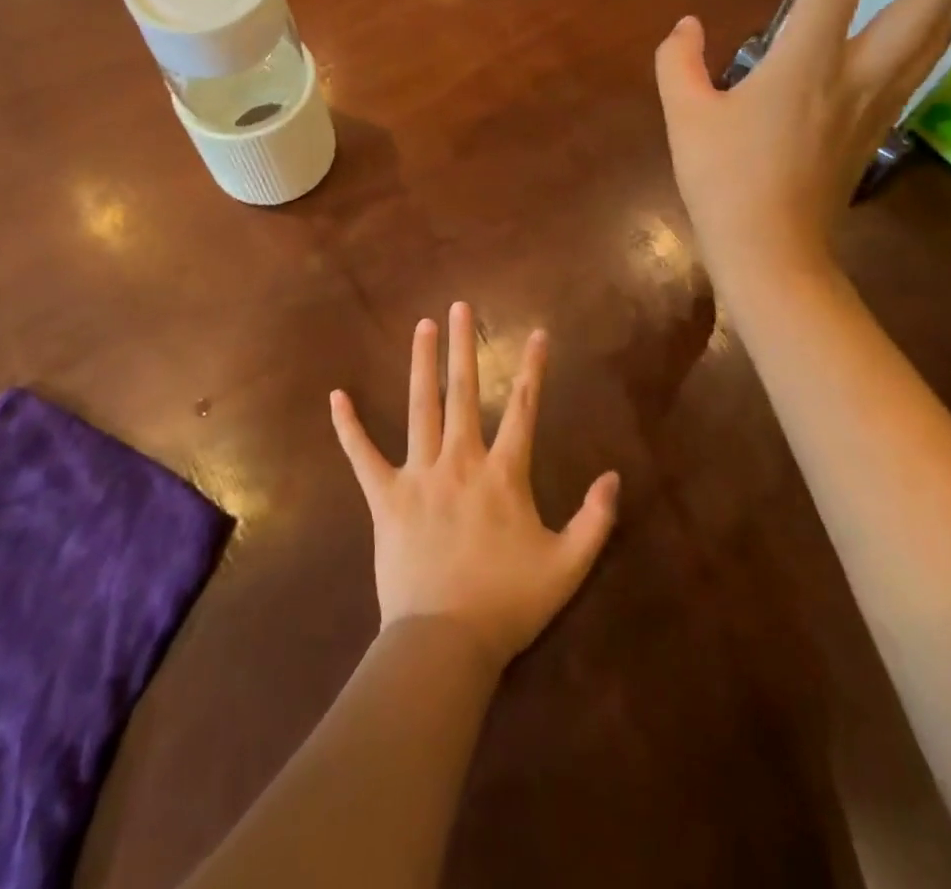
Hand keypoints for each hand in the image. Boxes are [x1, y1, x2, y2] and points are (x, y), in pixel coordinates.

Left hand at [330, 302, 620, 673]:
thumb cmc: (508, 604)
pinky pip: (362, 455)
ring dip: (421, 364)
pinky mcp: (385, 497)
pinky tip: (336, 396)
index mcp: (504, 474)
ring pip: (420, 408)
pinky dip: (349, 427)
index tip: (536, 334)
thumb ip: (596, 520)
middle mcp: (460, 461)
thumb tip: (614, 476)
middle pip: (463, 393)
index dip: (532, 370)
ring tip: (422, 327)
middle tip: (459, 307)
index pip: (523, 409)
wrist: (446, 643)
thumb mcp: (567, 566)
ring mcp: (419, 475)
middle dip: (463, 346)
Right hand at [654, 0, 950, 289]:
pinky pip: (919, 60)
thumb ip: (678, 62)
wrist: (772, 254)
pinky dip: (923, 22)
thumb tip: (687, 28)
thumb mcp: (685, 117)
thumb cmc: (724, 184)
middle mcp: (860, 72)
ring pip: (938, 29)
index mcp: (808, 61)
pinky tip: (900, 19)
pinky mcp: (879, 127)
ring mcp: (879, 102)